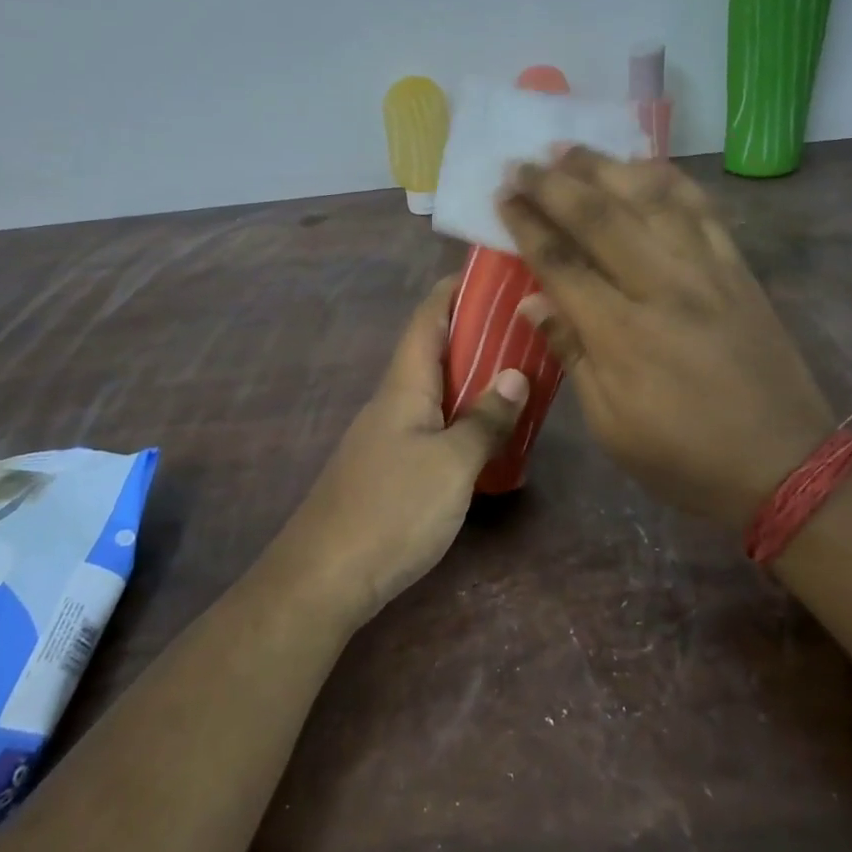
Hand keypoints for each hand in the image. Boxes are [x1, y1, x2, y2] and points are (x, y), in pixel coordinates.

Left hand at [274, 276, 528, 625]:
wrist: (326, 577)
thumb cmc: (393, 509)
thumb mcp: (452, 464)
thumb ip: (486, 419)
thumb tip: (516, 374)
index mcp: (404, 385)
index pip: (427, 318)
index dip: (455, 289)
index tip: (493, 274)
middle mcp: (393, 401)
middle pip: (434, 351)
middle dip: (476, 333)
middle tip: (526, 328)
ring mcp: (388, 436)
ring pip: (436, 391)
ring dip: (473, 378)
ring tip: (520, 375)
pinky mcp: (390, 468)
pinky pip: (433, 425)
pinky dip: (464, 417)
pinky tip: (490, 434)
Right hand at [497, 148, 834, 530]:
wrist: (786, 464)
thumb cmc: (686, 457)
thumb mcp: (612, 426)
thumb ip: (572, 355)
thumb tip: (534, 301)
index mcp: (623, 334)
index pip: (562, 262)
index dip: (527, 224)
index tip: (503, 196)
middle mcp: (663, 287)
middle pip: (601, 217)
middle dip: (555, 184)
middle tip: (523, 162)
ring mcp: (708, 271)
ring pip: (652, 199)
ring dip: (607, 167)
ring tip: (571, 150)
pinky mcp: (739, 270)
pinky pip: (702, 209)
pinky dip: (669, 180)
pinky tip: (645, 166)